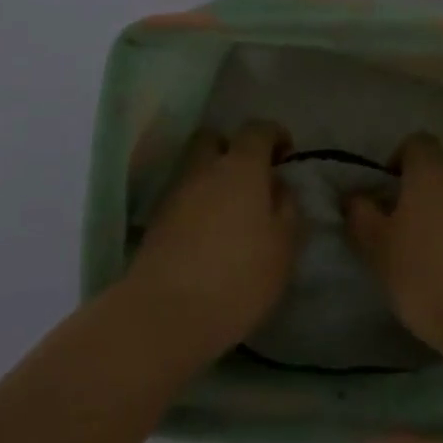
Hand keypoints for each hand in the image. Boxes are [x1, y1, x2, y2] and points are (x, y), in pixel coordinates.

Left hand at [123, 122, 302, 362]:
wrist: (166, 312)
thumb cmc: (239, 277)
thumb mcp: (283, 246)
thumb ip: (287, 208)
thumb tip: (278, 186)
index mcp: (240, 166)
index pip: (257, 129)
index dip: (274, 135)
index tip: (286, 155)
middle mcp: (204, 168)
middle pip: (214, 139)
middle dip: (232, 148)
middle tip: (251, 179)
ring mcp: (175, 192)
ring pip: (195, 167)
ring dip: (212, 178)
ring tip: (231, 212)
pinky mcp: (156, 220)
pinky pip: (182, 196)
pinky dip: (197, 203)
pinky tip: (209, 233)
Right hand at [344, 132, 442, 356]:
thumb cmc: (429, 276)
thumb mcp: (378, 250)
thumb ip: (361, 216)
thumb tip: (355, 196)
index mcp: (433, 173)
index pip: (417, 143)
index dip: (399, 161)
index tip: (386, 194)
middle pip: (441, 176)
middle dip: (421, 199)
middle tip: (402, 236)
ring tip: (431, 265)